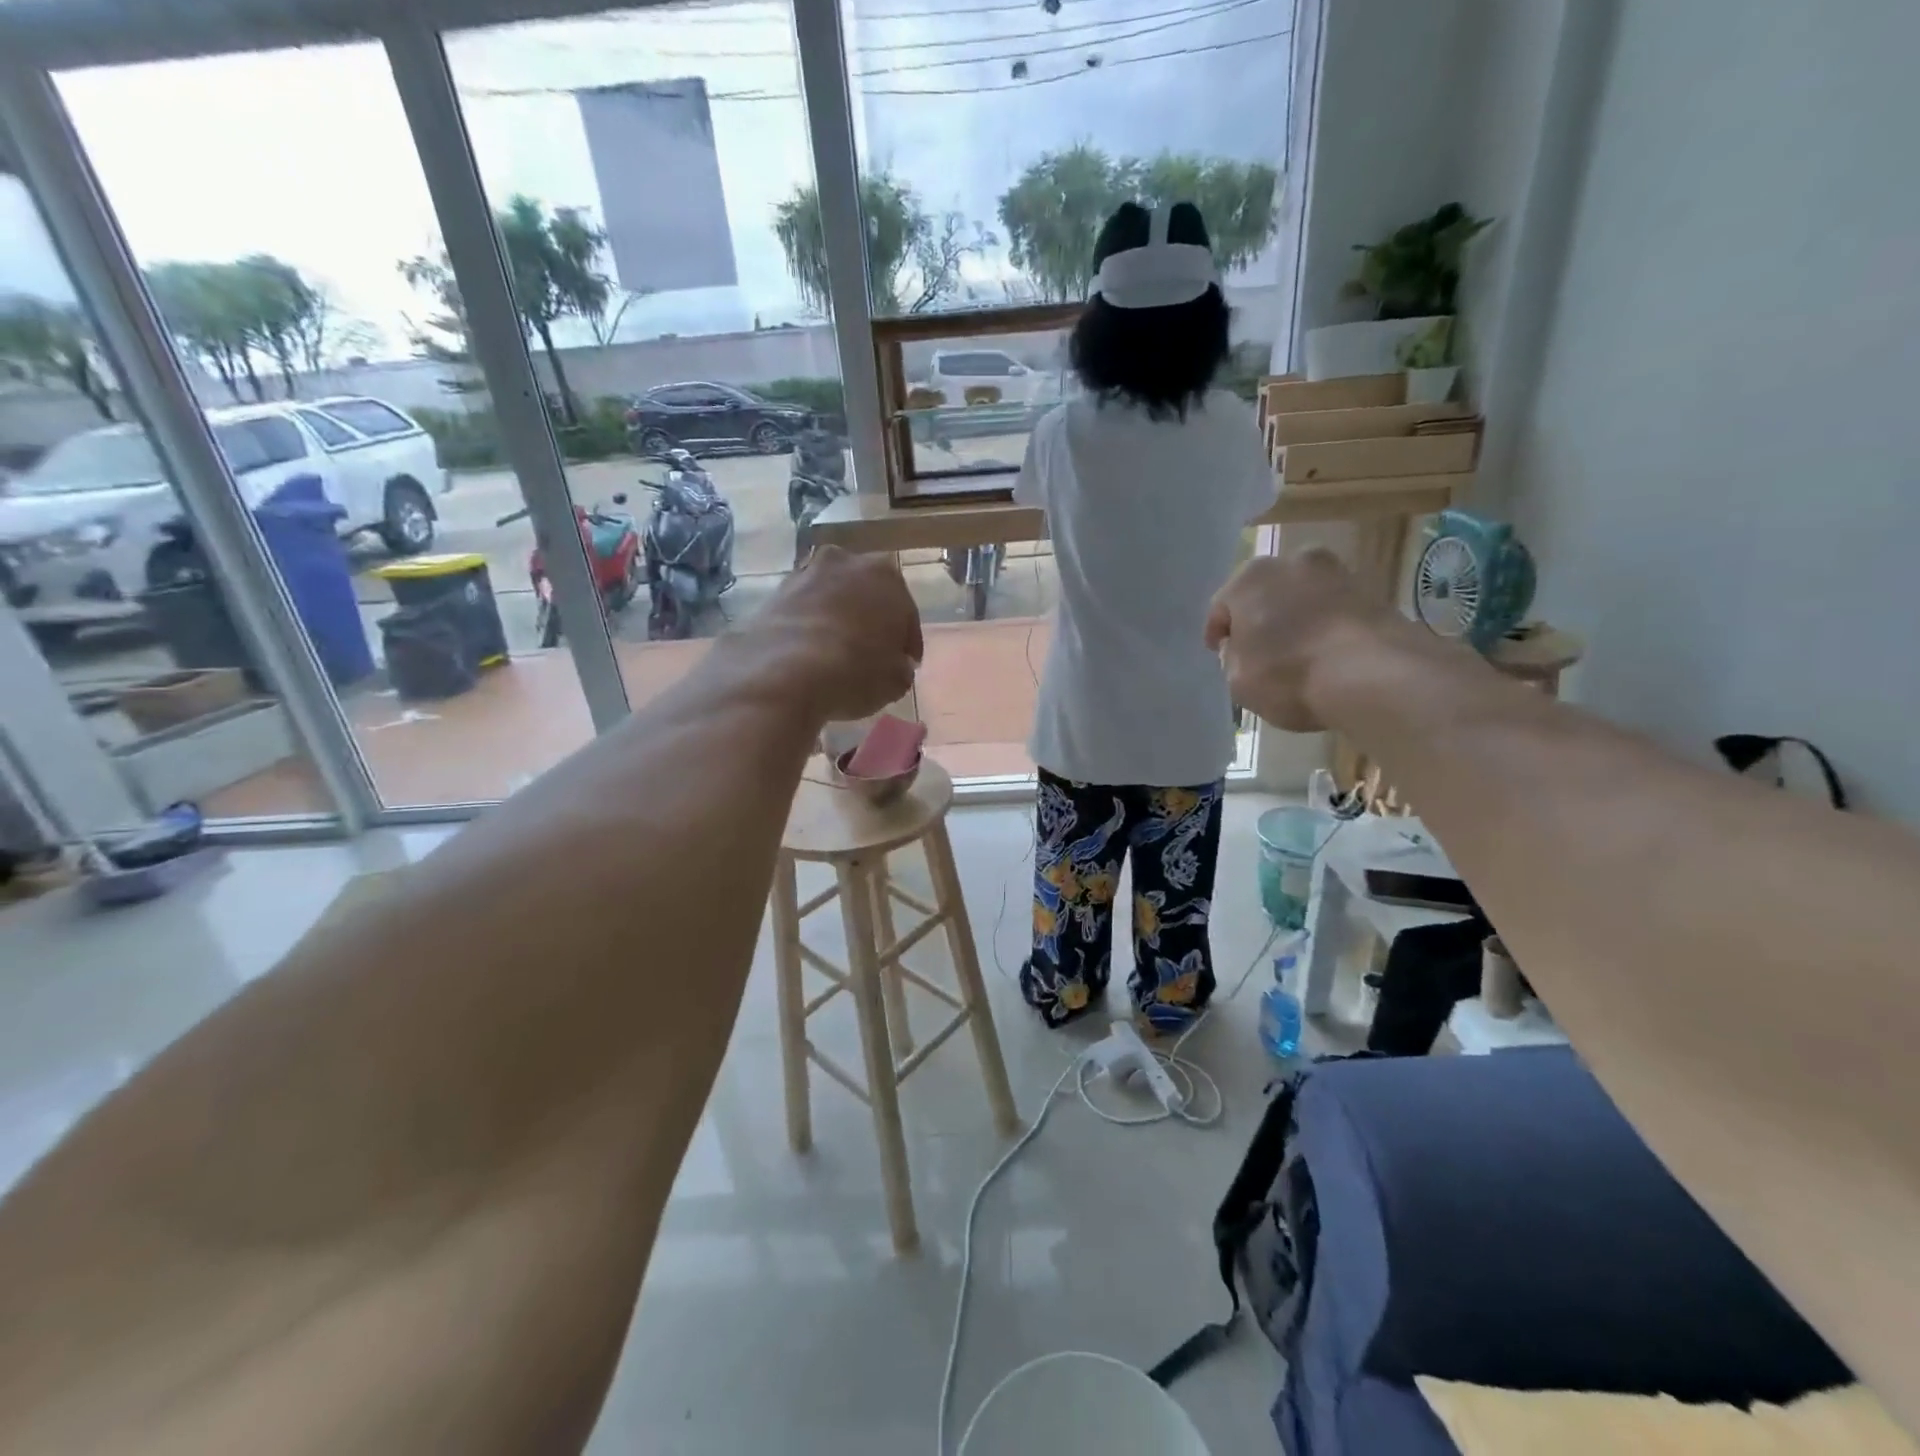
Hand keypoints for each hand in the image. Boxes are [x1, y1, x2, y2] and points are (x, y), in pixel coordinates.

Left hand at [739, 546, 922, 722]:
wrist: (784, 672)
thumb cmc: (856, 670)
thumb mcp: (896, 680)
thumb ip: (901, 666)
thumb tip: (895, 665)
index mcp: (886, 575)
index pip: (906, 613)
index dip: (907, 642)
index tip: (907, 664)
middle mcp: (846, 562)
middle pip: (866, 595)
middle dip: (871, 620)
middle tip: (873, 654)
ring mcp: (806, 574)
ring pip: (832, 599)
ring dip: (838, 619)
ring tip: (837, 654)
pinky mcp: (774, 594)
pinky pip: (804, 611)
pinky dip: (810, 627)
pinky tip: (810, 654)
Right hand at [1205, 550, 1382, 731]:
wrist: (1375, 677)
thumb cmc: (1289, 675)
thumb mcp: (1238, 680)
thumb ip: (1233, 658)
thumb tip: (1243, 648)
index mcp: (1250, 577)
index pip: (1222, 605)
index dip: (1218, 631)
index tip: (1219, 652)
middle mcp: (1293, 562)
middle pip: (1266, 593)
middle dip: (1260, 618)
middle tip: (1258, 649)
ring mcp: (1338, 573)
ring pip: (1303, 598)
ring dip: (1296, 619)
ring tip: (1295, 653)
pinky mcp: (1374, 593)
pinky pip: (1334, 611)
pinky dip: (1326, 627)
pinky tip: (1325, 654)